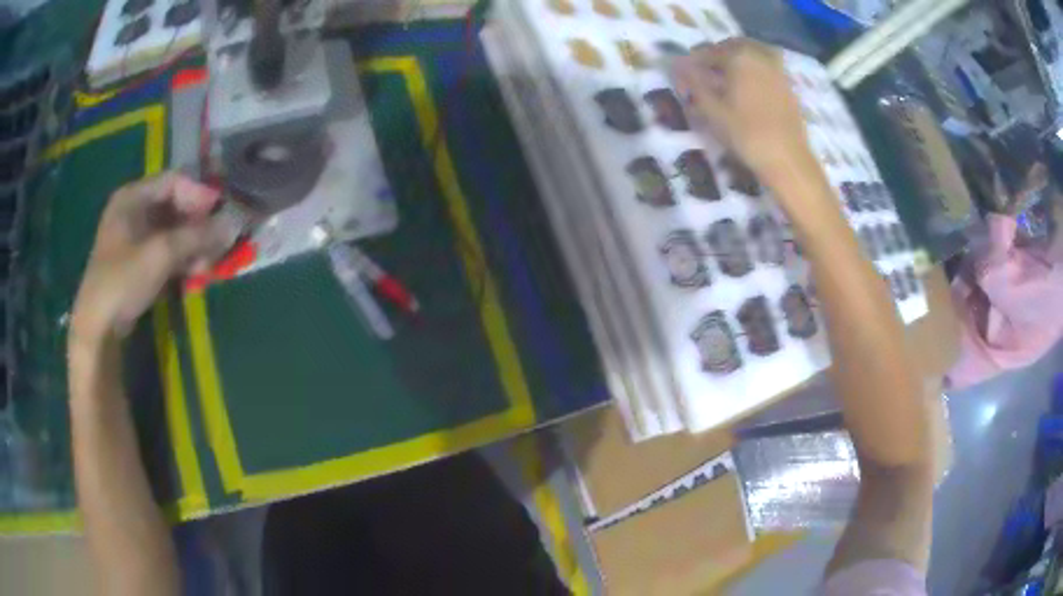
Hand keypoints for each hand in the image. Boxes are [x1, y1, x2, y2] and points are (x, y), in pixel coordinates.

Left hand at [71, 173, 227, 343]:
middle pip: (175, 207)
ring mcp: (133, 238)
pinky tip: (194, 274)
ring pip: (172, 232)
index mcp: (132, 197)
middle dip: (198, 225)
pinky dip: (181, 260)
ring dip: (192, 246)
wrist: (98, 329)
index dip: (200, 195)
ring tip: (207, 265)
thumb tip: (234, 223)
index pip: (174, 182)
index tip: (221, 214)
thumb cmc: (123, 281)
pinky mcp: (137, 263)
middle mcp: (133, 211)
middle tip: (218, 243)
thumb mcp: (161, 254)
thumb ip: (197, 236)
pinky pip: (165, 251)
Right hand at [674, 39, 815, 183]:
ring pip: (752, 56)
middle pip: (733, 47)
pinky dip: (753, 73)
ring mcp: (778, 70)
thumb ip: (693, 82)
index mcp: (739, 56)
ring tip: (725, 81)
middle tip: (705, 73)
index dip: (693, 60)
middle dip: (717, 56)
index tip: (684, 72)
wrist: (788, 159)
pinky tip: (746, 91)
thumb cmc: (746, 134)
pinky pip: (766, 69)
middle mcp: (760, 56)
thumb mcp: (712, 109)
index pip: (708, 51)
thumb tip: (677, 64)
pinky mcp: (788, 86)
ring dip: (736, 62)